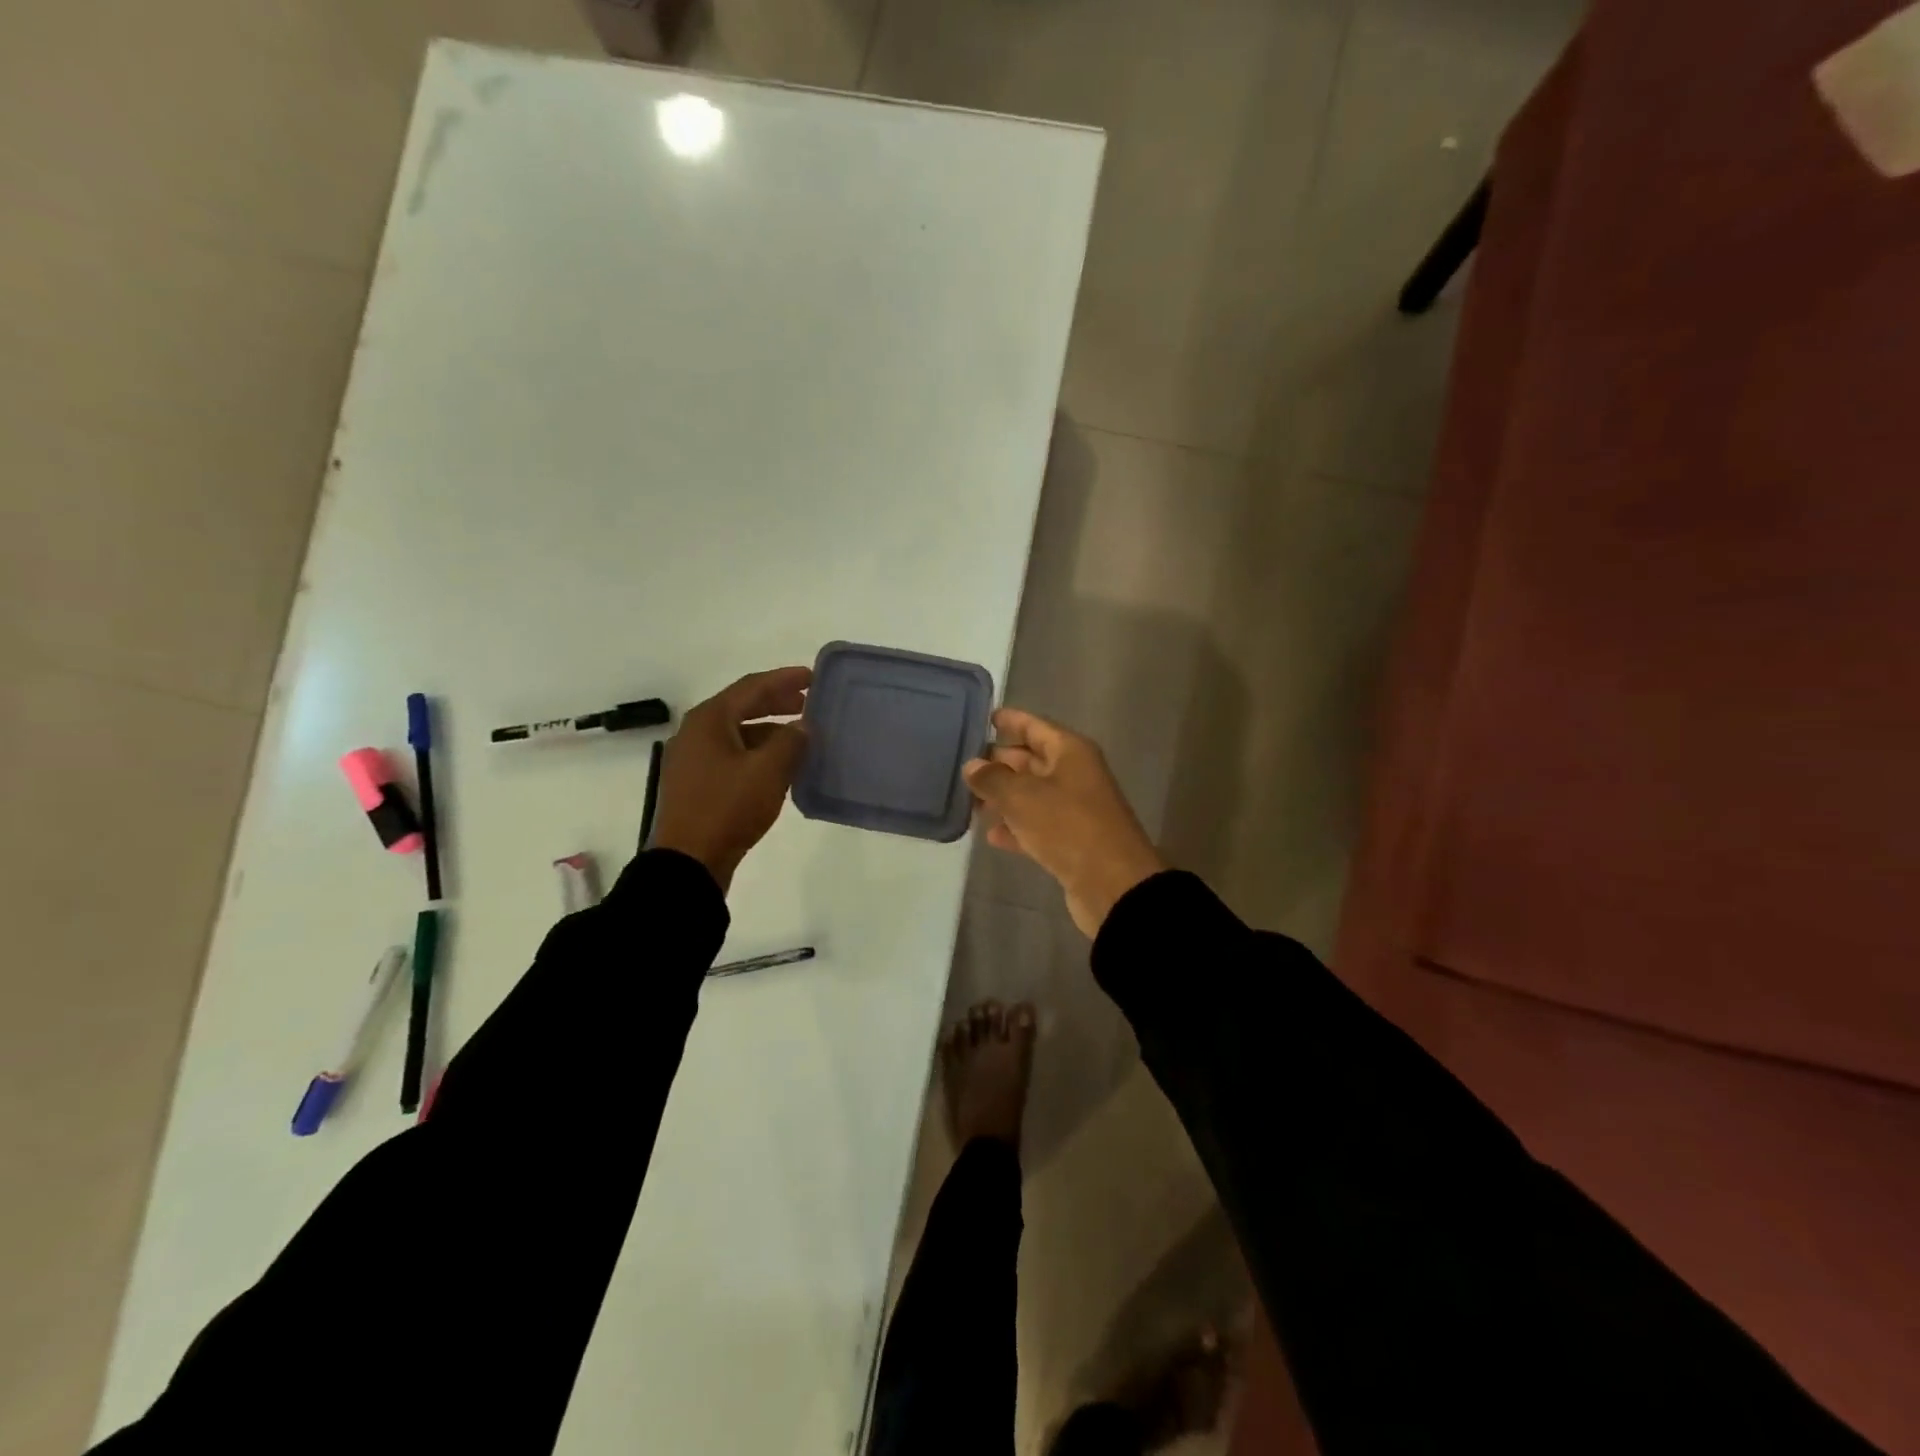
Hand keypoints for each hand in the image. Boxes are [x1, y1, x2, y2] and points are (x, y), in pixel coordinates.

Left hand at [649, 666, 810, 892]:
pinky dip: (758, 754)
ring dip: (770, 731)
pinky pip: (732, 756)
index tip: (813, 677)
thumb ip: (791, 741)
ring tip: (801, 737)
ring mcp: (693, 760)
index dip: (785, 679)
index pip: (752, 687)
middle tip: (809, 704)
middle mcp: (696, 733)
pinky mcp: (696, 785)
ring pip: (738, 734)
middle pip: (742, 707)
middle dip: (777, 703)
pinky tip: (779, 766)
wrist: (687, 863)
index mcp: (709, 720)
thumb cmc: (727, 808)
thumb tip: (803, 726)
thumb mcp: (768, 772)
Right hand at [964, 708, 1164, 937]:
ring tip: (968, 799)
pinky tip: (990, 835)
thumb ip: (992, 779)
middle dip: (999, 762)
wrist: (1112, 884)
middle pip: (1031, 760)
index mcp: (1070, 752)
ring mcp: (1074, 808)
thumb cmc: (1067, 826)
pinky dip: (1016, 827)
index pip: (1034, 726)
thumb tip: (972, 766)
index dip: (1010, 720)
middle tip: (962, 763)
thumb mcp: (1022, 797)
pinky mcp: (1071, 841)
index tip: (983, 718)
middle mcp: (1074, 774)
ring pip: (1031, 794)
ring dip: (1003, 796)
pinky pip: (1037, 825)